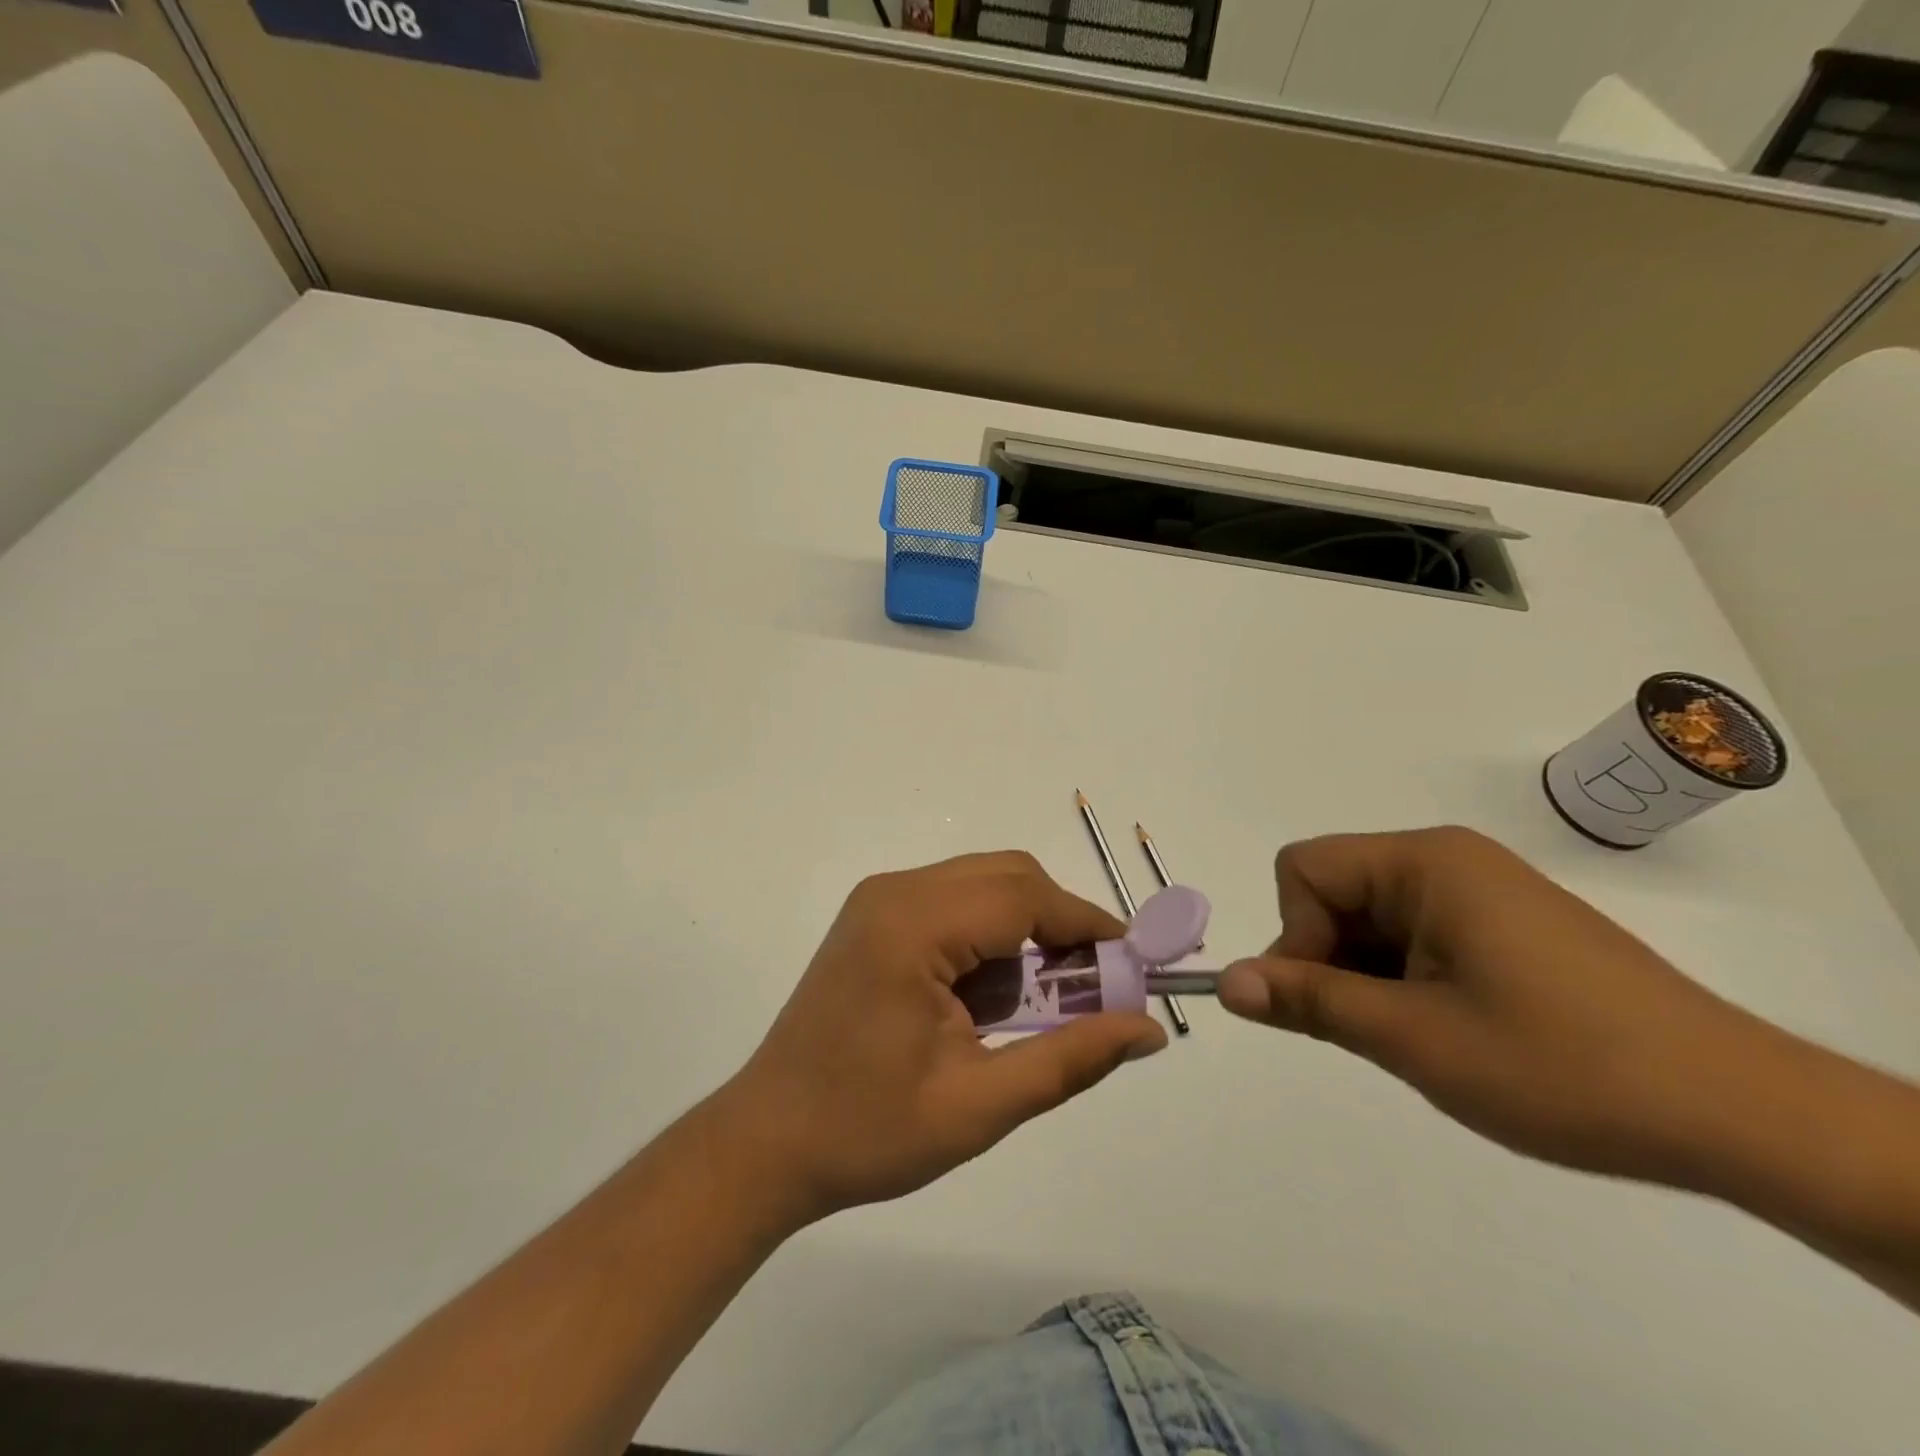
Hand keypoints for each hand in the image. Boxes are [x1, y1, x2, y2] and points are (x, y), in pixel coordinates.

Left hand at [715, 852, 1166, 1224]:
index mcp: (913, 926)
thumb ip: (1070, 1060)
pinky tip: (989, 998)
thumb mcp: (979, 1105)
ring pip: (982, 885)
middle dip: (1060, 923)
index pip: (1024, 897)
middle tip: (1091, 989)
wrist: (767, 1142)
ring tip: (1041, 1004)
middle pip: (1006, 877)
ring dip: (1025, 931)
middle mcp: (894, 892)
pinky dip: (989, 937)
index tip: (1135, 964)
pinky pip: (953, 903)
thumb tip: (1148, 1030)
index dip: (1088, 924)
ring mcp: (879, 900)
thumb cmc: (867, 1131)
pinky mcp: (874, 917)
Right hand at [1217, 827, 1781, 1185]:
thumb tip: (1227, 982)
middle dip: (1329, 958)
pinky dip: (1405, 978)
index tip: (1328, 1003)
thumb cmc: (1560, 1064)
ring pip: (1372, 918)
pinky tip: (1449, 1029)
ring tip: (1420, 1037)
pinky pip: (1416, 934)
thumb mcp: (1413, 1037)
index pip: (1304, 871)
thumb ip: (1308, 1000)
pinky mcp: (1506, 925)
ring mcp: (1481, 891)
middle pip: (1334, 890)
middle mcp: (1448, 859)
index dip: (1296, 935)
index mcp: (1424, 861)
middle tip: (1373, 1031)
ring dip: (1368, 975)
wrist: (1738, 1113)